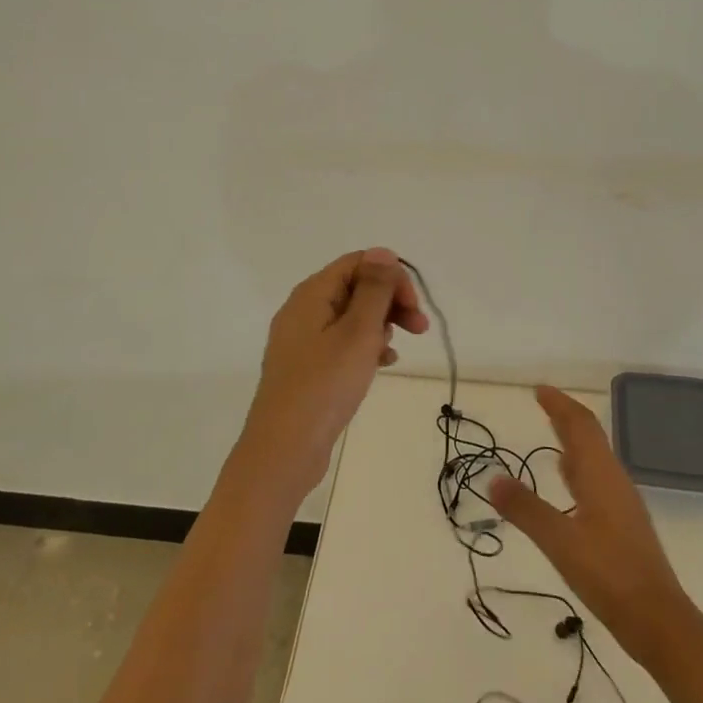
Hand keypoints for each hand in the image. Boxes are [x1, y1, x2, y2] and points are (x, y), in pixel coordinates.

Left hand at [236, 248, 428, 500]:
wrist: (283, 450)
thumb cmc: (324, 386)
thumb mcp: (358, 332)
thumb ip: (373, 289)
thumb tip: (382, 252)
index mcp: (312, 294)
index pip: (358, 262)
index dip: (391, 277)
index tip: (413, 308)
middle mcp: (303, 310)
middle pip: (355, 287)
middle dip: (390, 302)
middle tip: (419, 329)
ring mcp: (303, 340)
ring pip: (351, 317)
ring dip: (380, 326)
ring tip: (394, 352)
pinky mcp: (307, 367)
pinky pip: (342, 343)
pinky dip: (365, 348)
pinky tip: (382, 366)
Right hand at [490, 385, 692, 663]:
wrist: (659, 621)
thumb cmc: (610, 575)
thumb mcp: (560, 541)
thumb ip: (526, 509)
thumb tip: (492, 478)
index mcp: (601, 475)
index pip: (580, 425)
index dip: (560, 404)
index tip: (539, 389)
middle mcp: (613, 480)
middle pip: (590, 436)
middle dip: (566, 416)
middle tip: (542, 402)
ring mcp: (621, 502)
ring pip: (595, 457)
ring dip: (574, 439)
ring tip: (553, 432)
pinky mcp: (622, 524)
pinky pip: (597, 478)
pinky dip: (579, 467)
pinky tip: (570, 481)